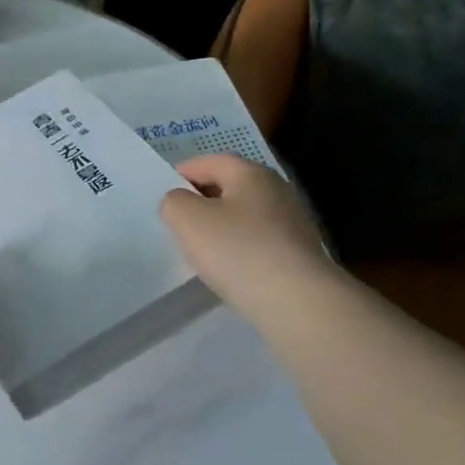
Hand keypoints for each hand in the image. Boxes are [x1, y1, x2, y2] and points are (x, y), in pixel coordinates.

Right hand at [160, 155, 336, 327]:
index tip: (165, 198)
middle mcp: (277, 190)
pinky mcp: (299, 254)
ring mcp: (293, 223)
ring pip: (244, 217)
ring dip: (221, 229)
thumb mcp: (187, 219)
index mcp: (251, 173)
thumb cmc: (238, 250)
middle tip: (179, 225)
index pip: (209, 162)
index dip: (182, 175)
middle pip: (229, 187)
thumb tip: (181, 203)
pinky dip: (240, 250)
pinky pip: (259, 243)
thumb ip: (174, 202)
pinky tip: (230, 271)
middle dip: (202, 203)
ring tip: (201, 253)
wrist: (298, 303)